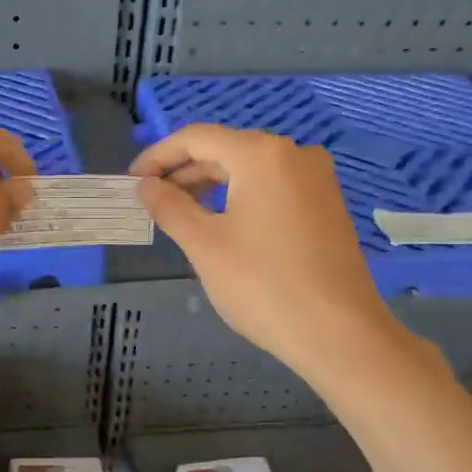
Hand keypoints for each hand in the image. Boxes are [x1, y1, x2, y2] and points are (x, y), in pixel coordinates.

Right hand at [131, 124, 401, 382]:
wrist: (340, 333)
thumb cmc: (263, 285)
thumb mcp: (205, 245)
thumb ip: (170, 207)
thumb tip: (145, 186)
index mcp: (262, 154)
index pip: (197, 138)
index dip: (159, 156)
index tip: (132, 181)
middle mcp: (294, 154)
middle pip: (225, 150)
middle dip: (184, 172)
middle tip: (151, 201)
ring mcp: (316, 179)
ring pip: (250, 170)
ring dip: (211, 186)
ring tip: (181, 214)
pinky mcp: (326, 205)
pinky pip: (273, 188)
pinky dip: (240, 197)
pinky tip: (223, 224)